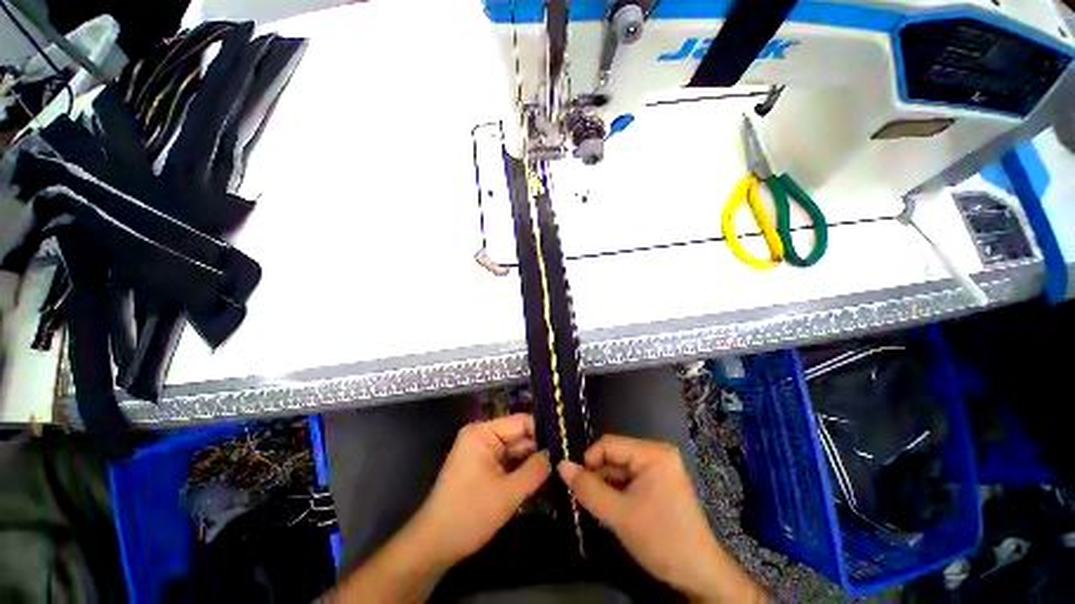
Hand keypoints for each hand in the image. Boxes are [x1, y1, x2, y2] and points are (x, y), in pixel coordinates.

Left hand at [414, 413, 551, 566]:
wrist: (434, 545)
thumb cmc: (469, 515)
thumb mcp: (507, 494)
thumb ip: (535, 470)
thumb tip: (556, 454)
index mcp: (483, 432)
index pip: (521, 422)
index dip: (543, 432)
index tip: (565, 442)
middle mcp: (482, 435)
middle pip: (518, 435)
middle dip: (539, 448)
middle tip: (566, 458)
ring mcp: (481, 450)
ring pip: (515, 450)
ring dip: (532, 461)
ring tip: (559, 467)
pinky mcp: (482, 465)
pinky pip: (507, 461)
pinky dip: (521, 470)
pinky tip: (541, 477)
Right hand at [558, 435, 764, 602]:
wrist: (698, 574)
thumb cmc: (661, 539)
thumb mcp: (619, 515)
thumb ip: (587, 488)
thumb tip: (561, 465)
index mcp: (652, 452)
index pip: (609, 444)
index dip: (588, 460)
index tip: (576, 483)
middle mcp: (657, 453)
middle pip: (614, 456)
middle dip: (598, 476)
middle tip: (585, 498)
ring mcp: (660, 467)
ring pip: (620, 468)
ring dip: (606, 485)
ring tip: (598, 506)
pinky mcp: (660, 482)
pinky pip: (630, 479)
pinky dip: (617, 491)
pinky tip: (613, 508)